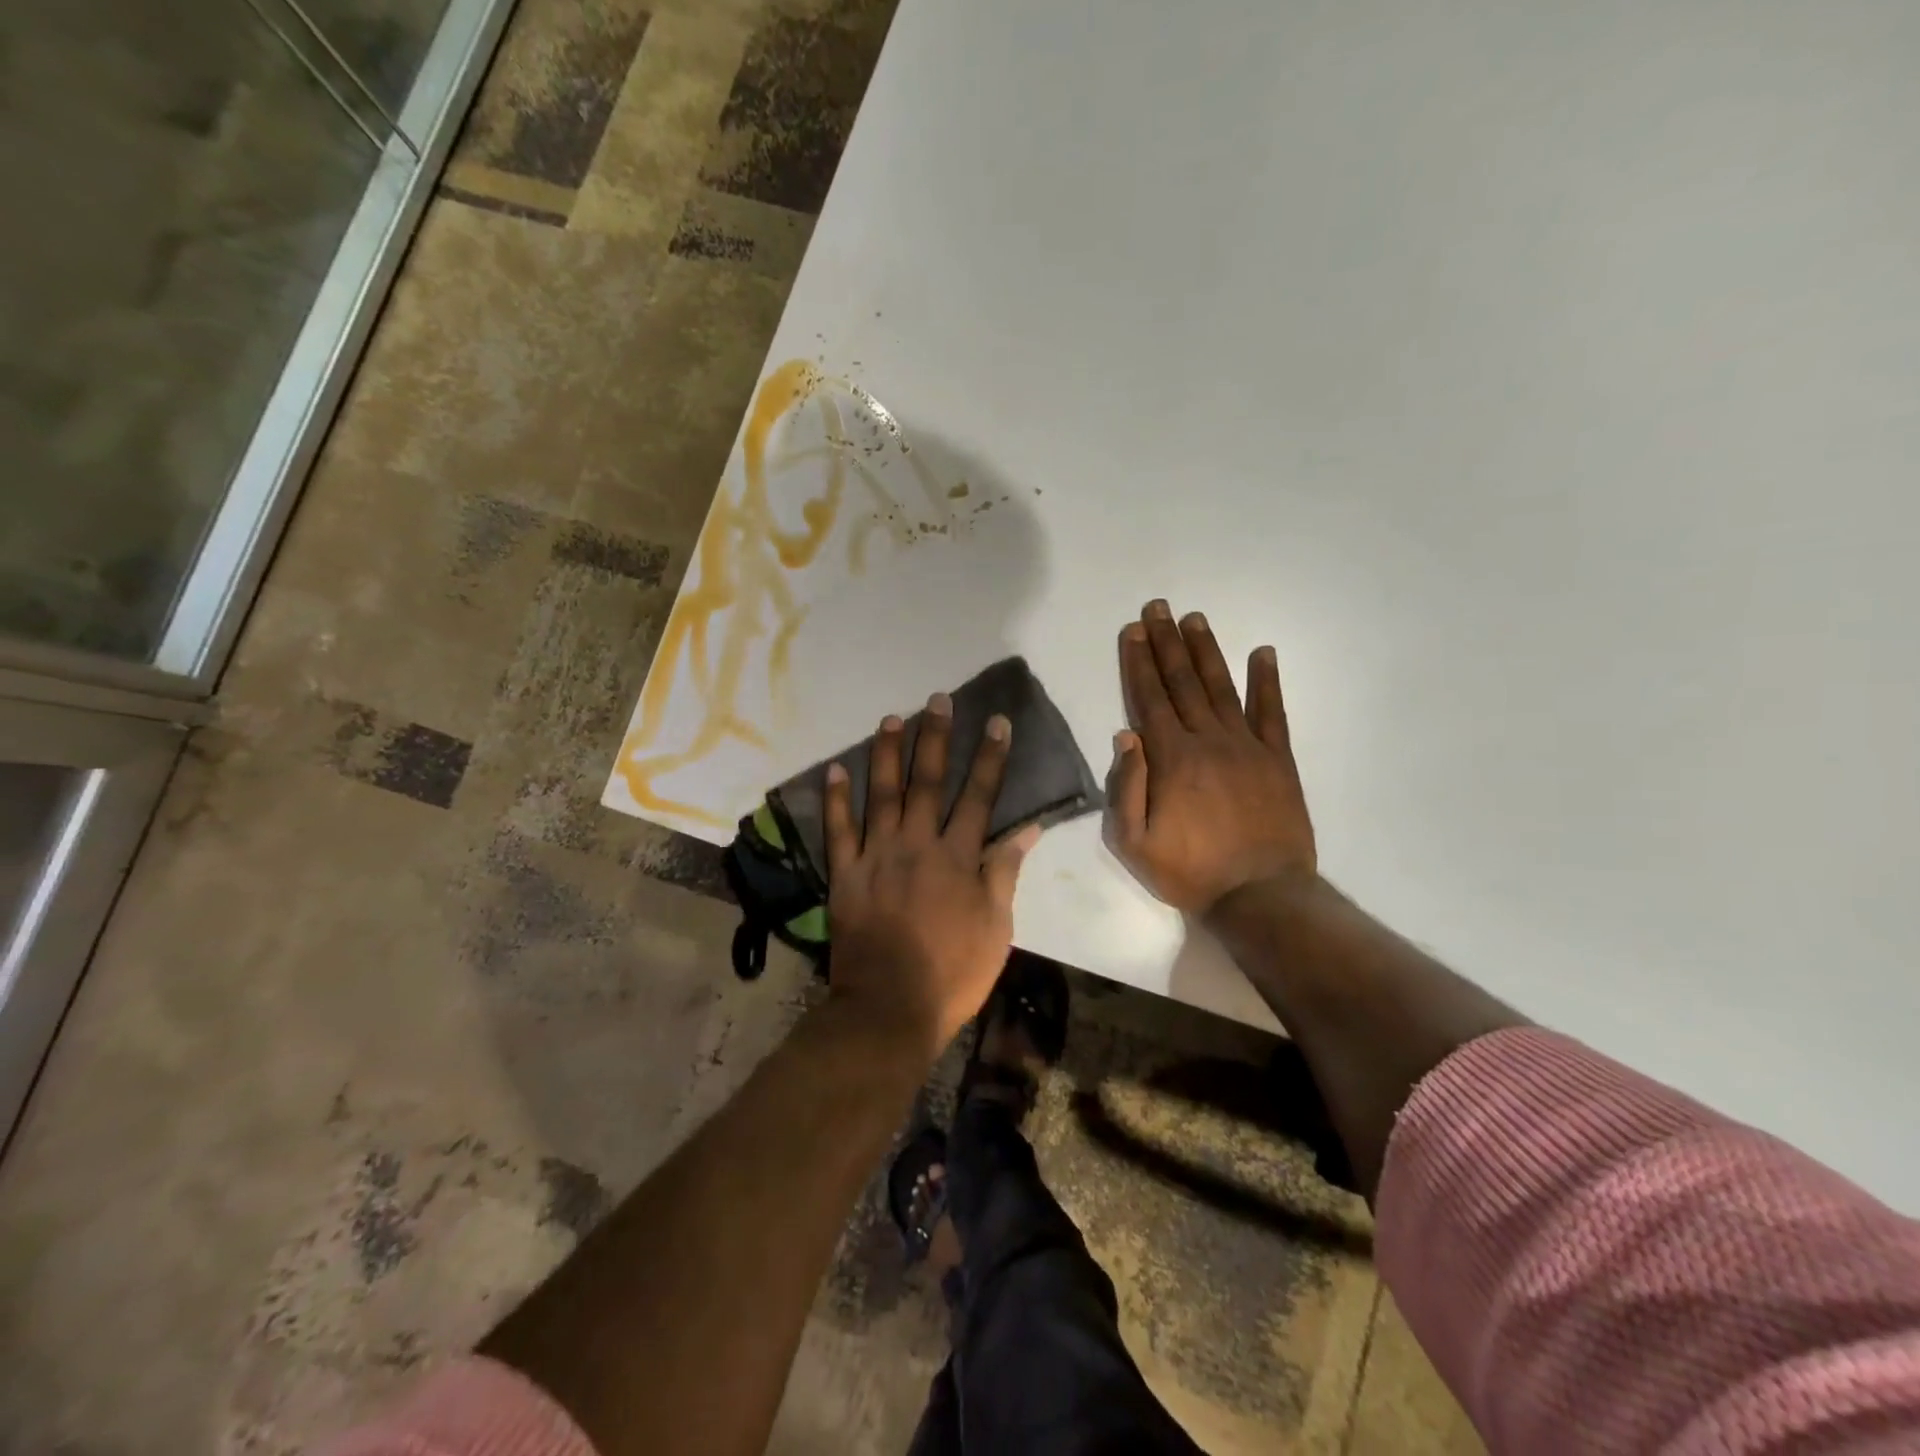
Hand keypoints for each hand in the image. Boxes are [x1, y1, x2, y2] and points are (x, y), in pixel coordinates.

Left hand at [824, 694, 1040, 1056]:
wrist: (890, 1008)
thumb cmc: (953, 972)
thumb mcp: (996, 927)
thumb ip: (1005, 872)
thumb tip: (1027, 829)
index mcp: (958, 858)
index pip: (979, 796)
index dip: (989, 757)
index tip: (996, 722)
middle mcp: (917, 845)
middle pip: (928, 782)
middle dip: (935, 738)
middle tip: (937, 700)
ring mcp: (876, 857)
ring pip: (881, 794)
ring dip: (887, 754)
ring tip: (891, 718)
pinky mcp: (845, 874)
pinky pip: (838, 830)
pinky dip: (836, 799)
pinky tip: (835, 768)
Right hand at [1105, 600, 1316, 914]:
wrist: (1260, 895)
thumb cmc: (1188, 871)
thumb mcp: (1133, 842)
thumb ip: (1125, 786)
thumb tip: (1125, 734)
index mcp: (1171, 758)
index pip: (1149, 698)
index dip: (1139, 662)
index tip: (1133, 630)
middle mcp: (1208, 740)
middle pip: (1183, 682)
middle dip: (1167, 643)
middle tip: (1158, 607)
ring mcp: (1247, 746)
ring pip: (1222, 687)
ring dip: (1206, 650)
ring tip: (1195, 619)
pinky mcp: (1278, 759)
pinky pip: (1272, 712)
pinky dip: (1267, 680)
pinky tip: (1263, 652)